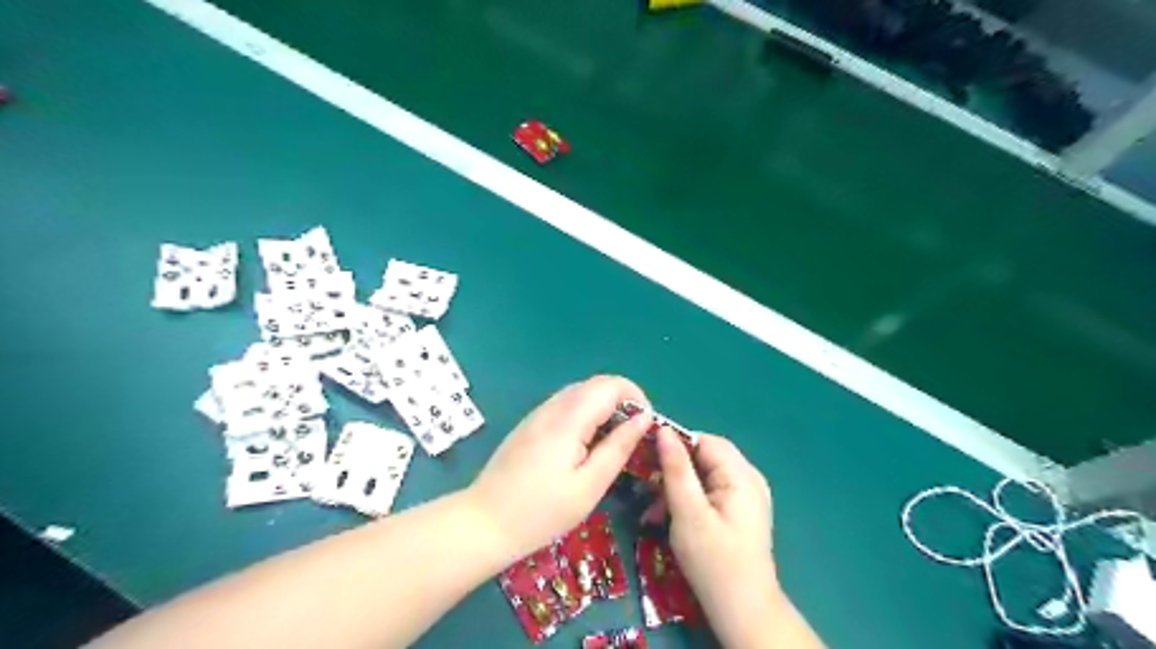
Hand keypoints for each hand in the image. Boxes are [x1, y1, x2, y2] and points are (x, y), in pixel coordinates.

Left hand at [468, 374, 649, 556]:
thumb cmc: (541, 511)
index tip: (646, 426)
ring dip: (604, 409)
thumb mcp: (589, 485)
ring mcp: (538, 414)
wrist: (484, 522)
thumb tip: (644, 418)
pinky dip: (585, 416)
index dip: (636, 397)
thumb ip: (618, 447)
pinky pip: (565, 406)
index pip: (611, 384)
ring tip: (613, 444)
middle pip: (596, 385)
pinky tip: (585, 447)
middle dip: (622, 402)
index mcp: (569, 418)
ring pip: (580, 394)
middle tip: (633, 437)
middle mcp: (552, 407)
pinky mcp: (530, 424)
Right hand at [646, 430, 780, 645]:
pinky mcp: (738, 511)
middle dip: (673, 470)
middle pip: (704, 457)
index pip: (704, 441)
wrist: (744, 612)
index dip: (674, 444)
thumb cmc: (714, 562)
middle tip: (648, 489)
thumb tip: (663, 430)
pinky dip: (688, 499)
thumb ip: (676, 470)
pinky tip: (670, 518)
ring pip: (703, 474)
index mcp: (741, 475)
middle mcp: (748, 478)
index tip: (646, 459)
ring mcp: (746, 495)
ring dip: (677, 487)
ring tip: (654, 511)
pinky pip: (709, 491)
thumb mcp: (689, 514)